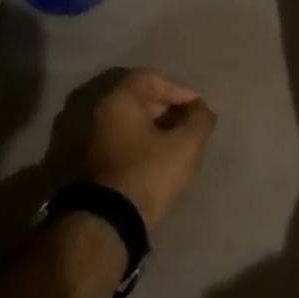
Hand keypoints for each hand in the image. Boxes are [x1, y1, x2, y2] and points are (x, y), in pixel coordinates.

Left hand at [83, 69, 217, 231]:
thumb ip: (199, 120)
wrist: (111, 220)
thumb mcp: (185, 145)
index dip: (178, 88)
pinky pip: (126, 139)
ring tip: (184, 143)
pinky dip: (146, 141)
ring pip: (133, 120)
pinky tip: (165, 158)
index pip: (150, 77)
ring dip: (160, 126)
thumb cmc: (149, 172)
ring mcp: (95, 137)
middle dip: (170, 107)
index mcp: (119, 99)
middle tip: (193, 125)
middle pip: (140, 97)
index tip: (198, 107)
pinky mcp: (97, 161)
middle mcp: (101, 112)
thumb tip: (203, 109)